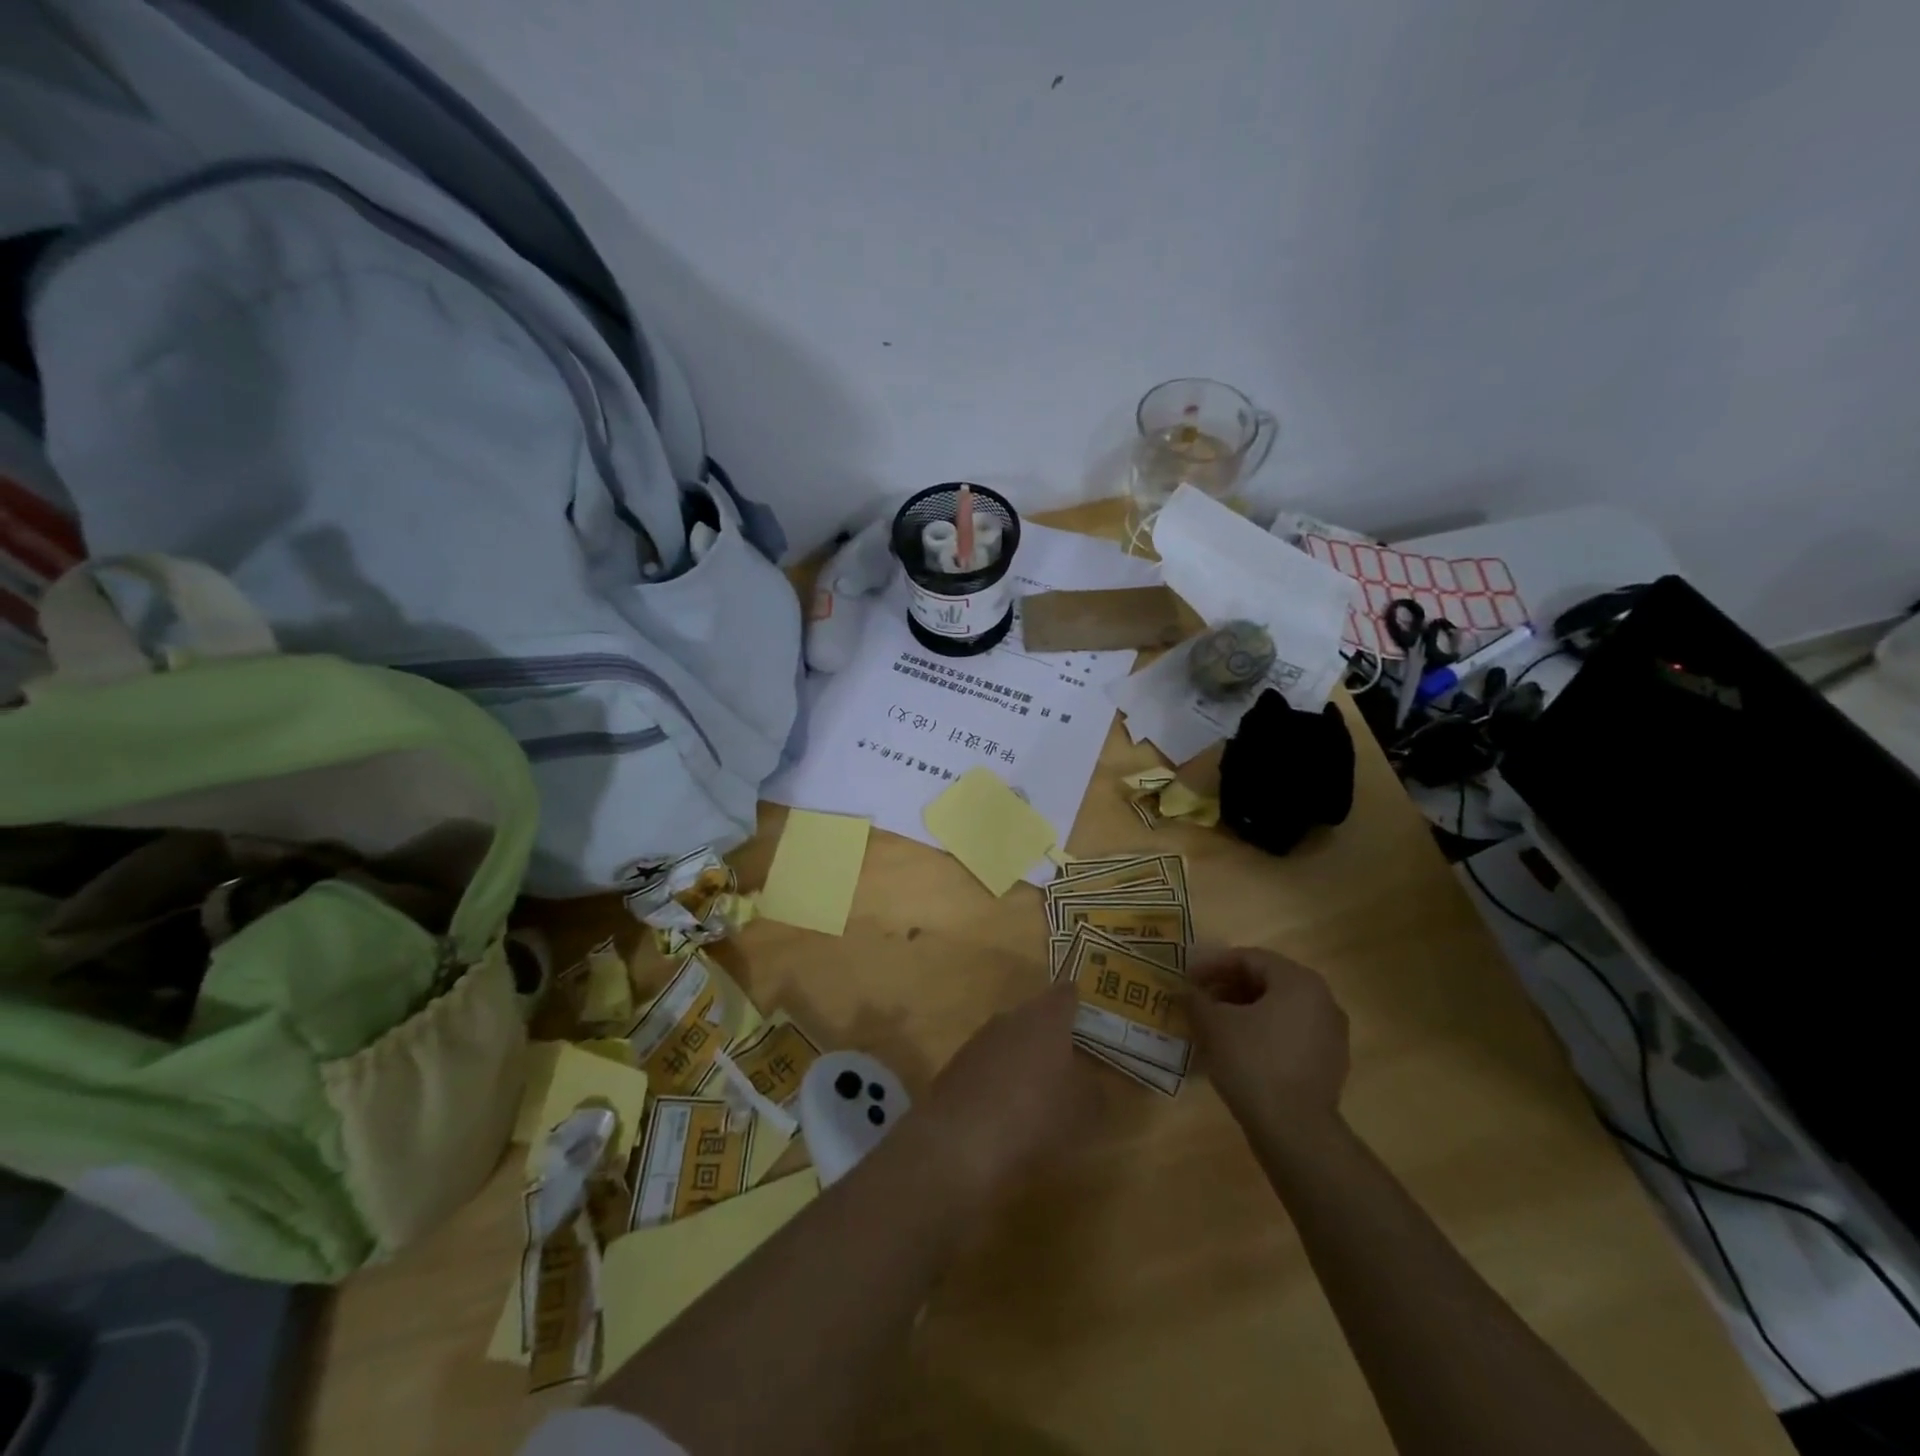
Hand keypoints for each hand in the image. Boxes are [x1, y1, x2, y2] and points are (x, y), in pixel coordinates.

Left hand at [904, 980, 1102, 1205]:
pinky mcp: (956, 1066)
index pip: (1066, 994)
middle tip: (1071, 1059)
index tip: (1091, 1015)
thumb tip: (1091, 1082)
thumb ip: (1094, 1090)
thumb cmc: (1035, 1115)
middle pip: (1036, 1016)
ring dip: (1024, 1058)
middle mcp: (1011, 1018)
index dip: (1079, 1002)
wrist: (961, 1141)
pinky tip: (1006, 1109)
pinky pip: (988, 1064)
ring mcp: (979, 1040)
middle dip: (1051, 1035)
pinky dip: (999, 1079)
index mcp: (1046, 1017)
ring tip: (1040, 1089)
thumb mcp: (1083, 1110)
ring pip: (1010, 1039)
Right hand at [1189, 947, 1349, 1130]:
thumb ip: (1196, 999)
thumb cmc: (1253, 1062)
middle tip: (1199, 998)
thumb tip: (1184, 990)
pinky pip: (1290, 1034)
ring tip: (1214, 1023)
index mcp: (1298, 981)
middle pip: (1266, 981)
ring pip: (1279, 1009)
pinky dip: (1263, 1032)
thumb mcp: (1213, 1024)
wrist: (1295, 1130)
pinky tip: (1238, 1048)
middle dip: (1228, 987)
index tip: (1187, 978)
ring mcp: (1331, 1033)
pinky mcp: (1330, 1063)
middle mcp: (1322, 1000)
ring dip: (1244, 1010)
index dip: (1212, 965)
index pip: (1249, 958)